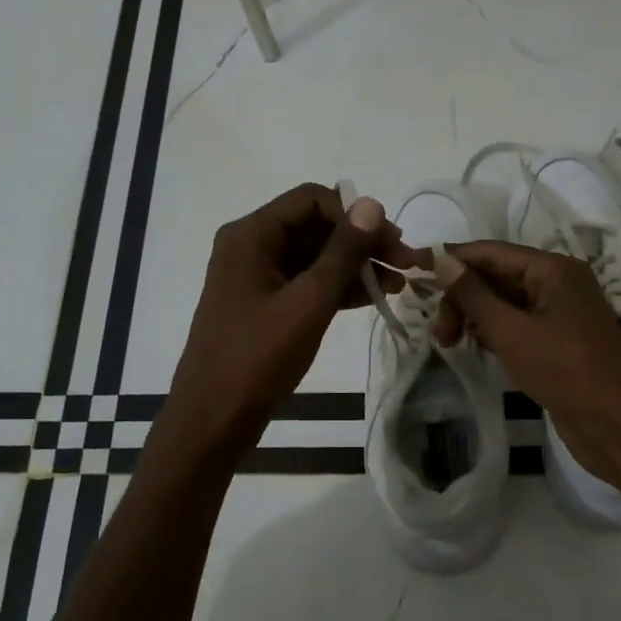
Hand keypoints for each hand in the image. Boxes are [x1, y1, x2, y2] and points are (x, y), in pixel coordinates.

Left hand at [161, 183, 420, 460]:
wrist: (213, 419)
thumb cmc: (258, 357)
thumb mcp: (308, 302)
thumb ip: (343, 252)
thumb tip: (372, 205)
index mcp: (251, 235)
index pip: (312, 200)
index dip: (355, 215)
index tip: (392, 242)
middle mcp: (252, 246)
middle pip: (316, 227)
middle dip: (362, 242)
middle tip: (406, 263)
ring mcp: (258, 277)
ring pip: (316, 257)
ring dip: (356, 266)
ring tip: (400, 284)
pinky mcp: (266, 305)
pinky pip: (308, 282)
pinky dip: (339, 288)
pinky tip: (374, 298)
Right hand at [432, 240, 620, 486]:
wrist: (617, 425)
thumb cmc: (565, 371)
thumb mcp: (511, 331)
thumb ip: (474, 295)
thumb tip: (441, 259)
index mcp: (553, 268)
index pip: (490, 252)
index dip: (451, 261)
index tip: (414, 275)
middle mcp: (559, 282)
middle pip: (497, 276)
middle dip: (463, 298)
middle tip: (439, 334)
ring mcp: (560, 312)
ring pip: (505, 302)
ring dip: (475, 317)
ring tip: (451, 343)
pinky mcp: (559, 340)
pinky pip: (518, 324)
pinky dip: (495, 332)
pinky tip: (477, 348)